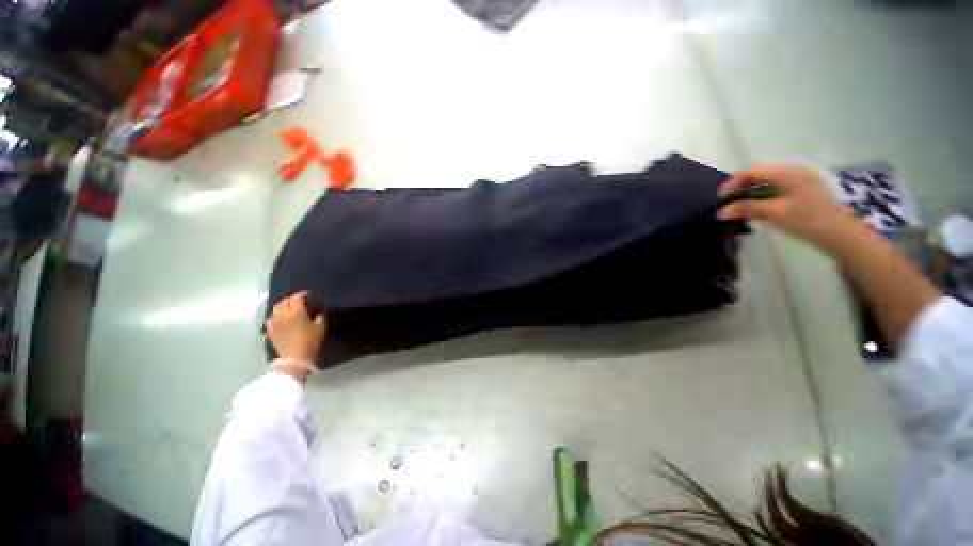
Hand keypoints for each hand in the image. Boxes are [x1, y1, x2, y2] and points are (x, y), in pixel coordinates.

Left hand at [267, 291, 326, 363]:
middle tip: (300, 303)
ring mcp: (274, 322)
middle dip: (292, 300)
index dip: (302, 295)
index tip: (308, 296)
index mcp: (296, 311)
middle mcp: (283, 314)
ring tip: (290, 310)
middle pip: (285, 301)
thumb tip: (319, 312)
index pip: (297, 297)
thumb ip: (320, 316)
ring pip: (276, 309)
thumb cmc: (311, 341)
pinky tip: (281, 319)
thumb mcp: (321, 327)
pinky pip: (271, 318)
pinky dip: (276, 316)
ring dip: (283, 307)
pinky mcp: (270, 330)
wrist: (295, 358)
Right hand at [717, 164, 857, 253]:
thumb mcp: (776, 213)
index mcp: (786, 173)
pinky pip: (774, 187)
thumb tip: (721, 212)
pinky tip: (758, 208)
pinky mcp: (800, 189)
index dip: (733, 183)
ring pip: (765, 181)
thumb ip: (748, 208)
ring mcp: (797, 179)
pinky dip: (761, 196)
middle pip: (758, 174)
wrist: (840, 232)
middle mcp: (792, 171)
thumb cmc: (809, 220)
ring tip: (741, 208)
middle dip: (740, 187)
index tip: (721, 199)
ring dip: (750, 192)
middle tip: (730, 204)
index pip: (751, 171)